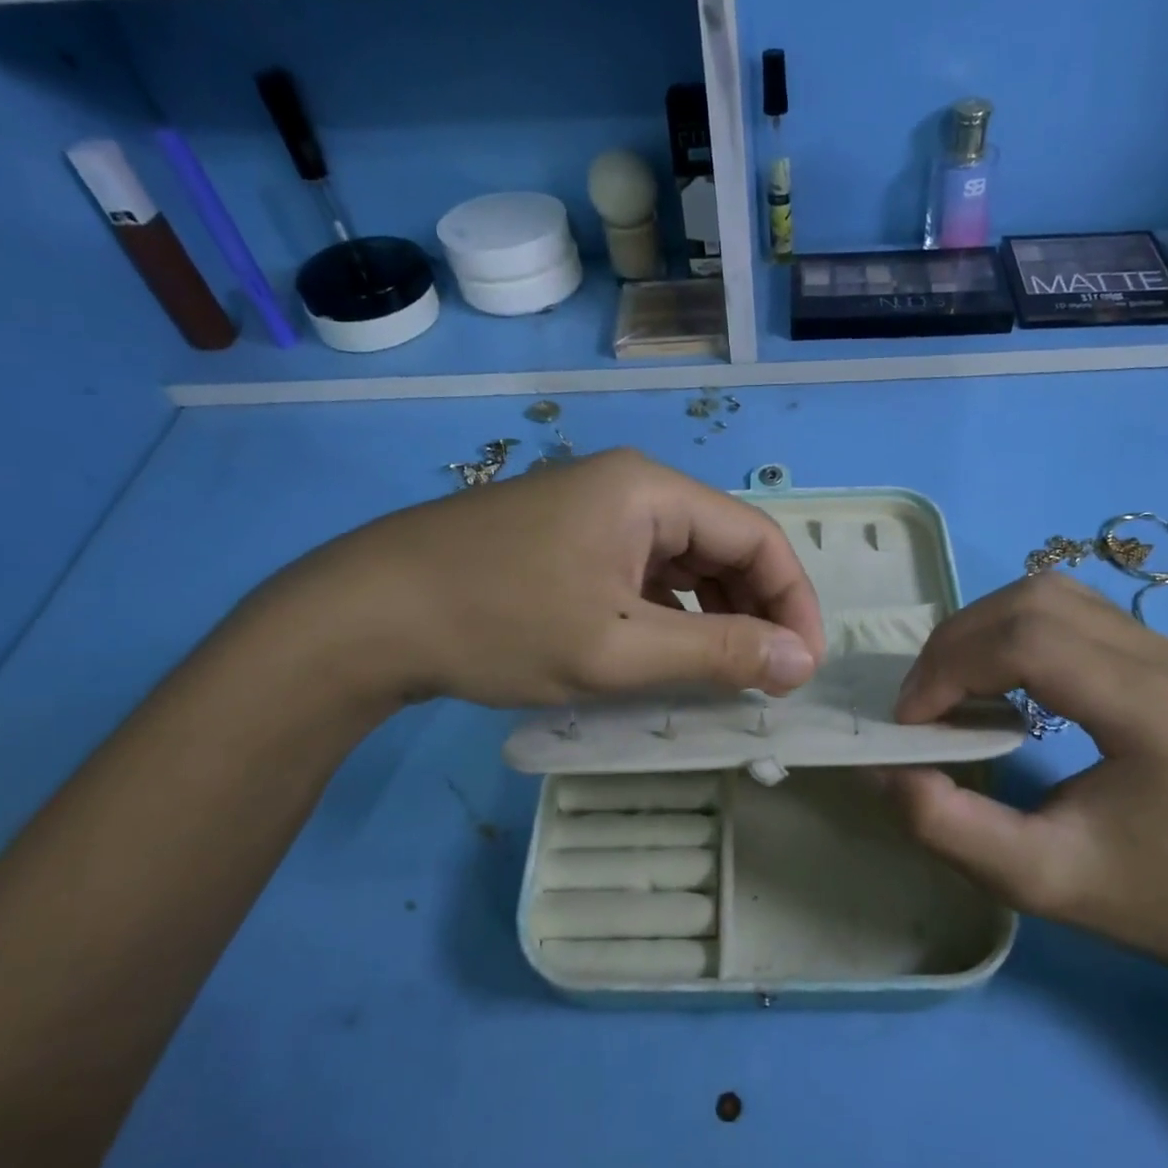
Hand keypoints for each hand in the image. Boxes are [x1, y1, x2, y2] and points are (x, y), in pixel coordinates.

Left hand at [251, 448, 826, 708]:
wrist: (364, 616)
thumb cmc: (498, 625)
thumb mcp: (617, 649)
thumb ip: (717, 653)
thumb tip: (800, 660)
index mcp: (651, 492)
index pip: (759, 537)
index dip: (795, 602)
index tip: (803, 668)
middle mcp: (632, 487)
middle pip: (725, 546)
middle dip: (756, 611)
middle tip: (767, 679)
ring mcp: (597, 511)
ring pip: (686, 563)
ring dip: (715, 616)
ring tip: (725, 676)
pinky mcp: (570, 539)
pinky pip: (646, 574)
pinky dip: (671, 615)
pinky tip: (669, 655)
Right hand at [883, 573, 1167, 977]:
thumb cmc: (1147, 901)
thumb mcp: (1035, 879)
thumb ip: (947, 826)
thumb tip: (883, 767)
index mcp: (1157, 714)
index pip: (1032, 642)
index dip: (951, 668)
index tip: (910, 722)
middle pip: (1035, 602)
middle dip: (957, 644)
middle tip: (922, 705)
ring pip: (1049, 594)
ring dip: (980, 631)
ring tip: (950, 689)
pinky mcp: (1164, 651)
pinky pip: (1069, 610)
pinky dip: (1011, 632)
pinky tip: (997, 679)